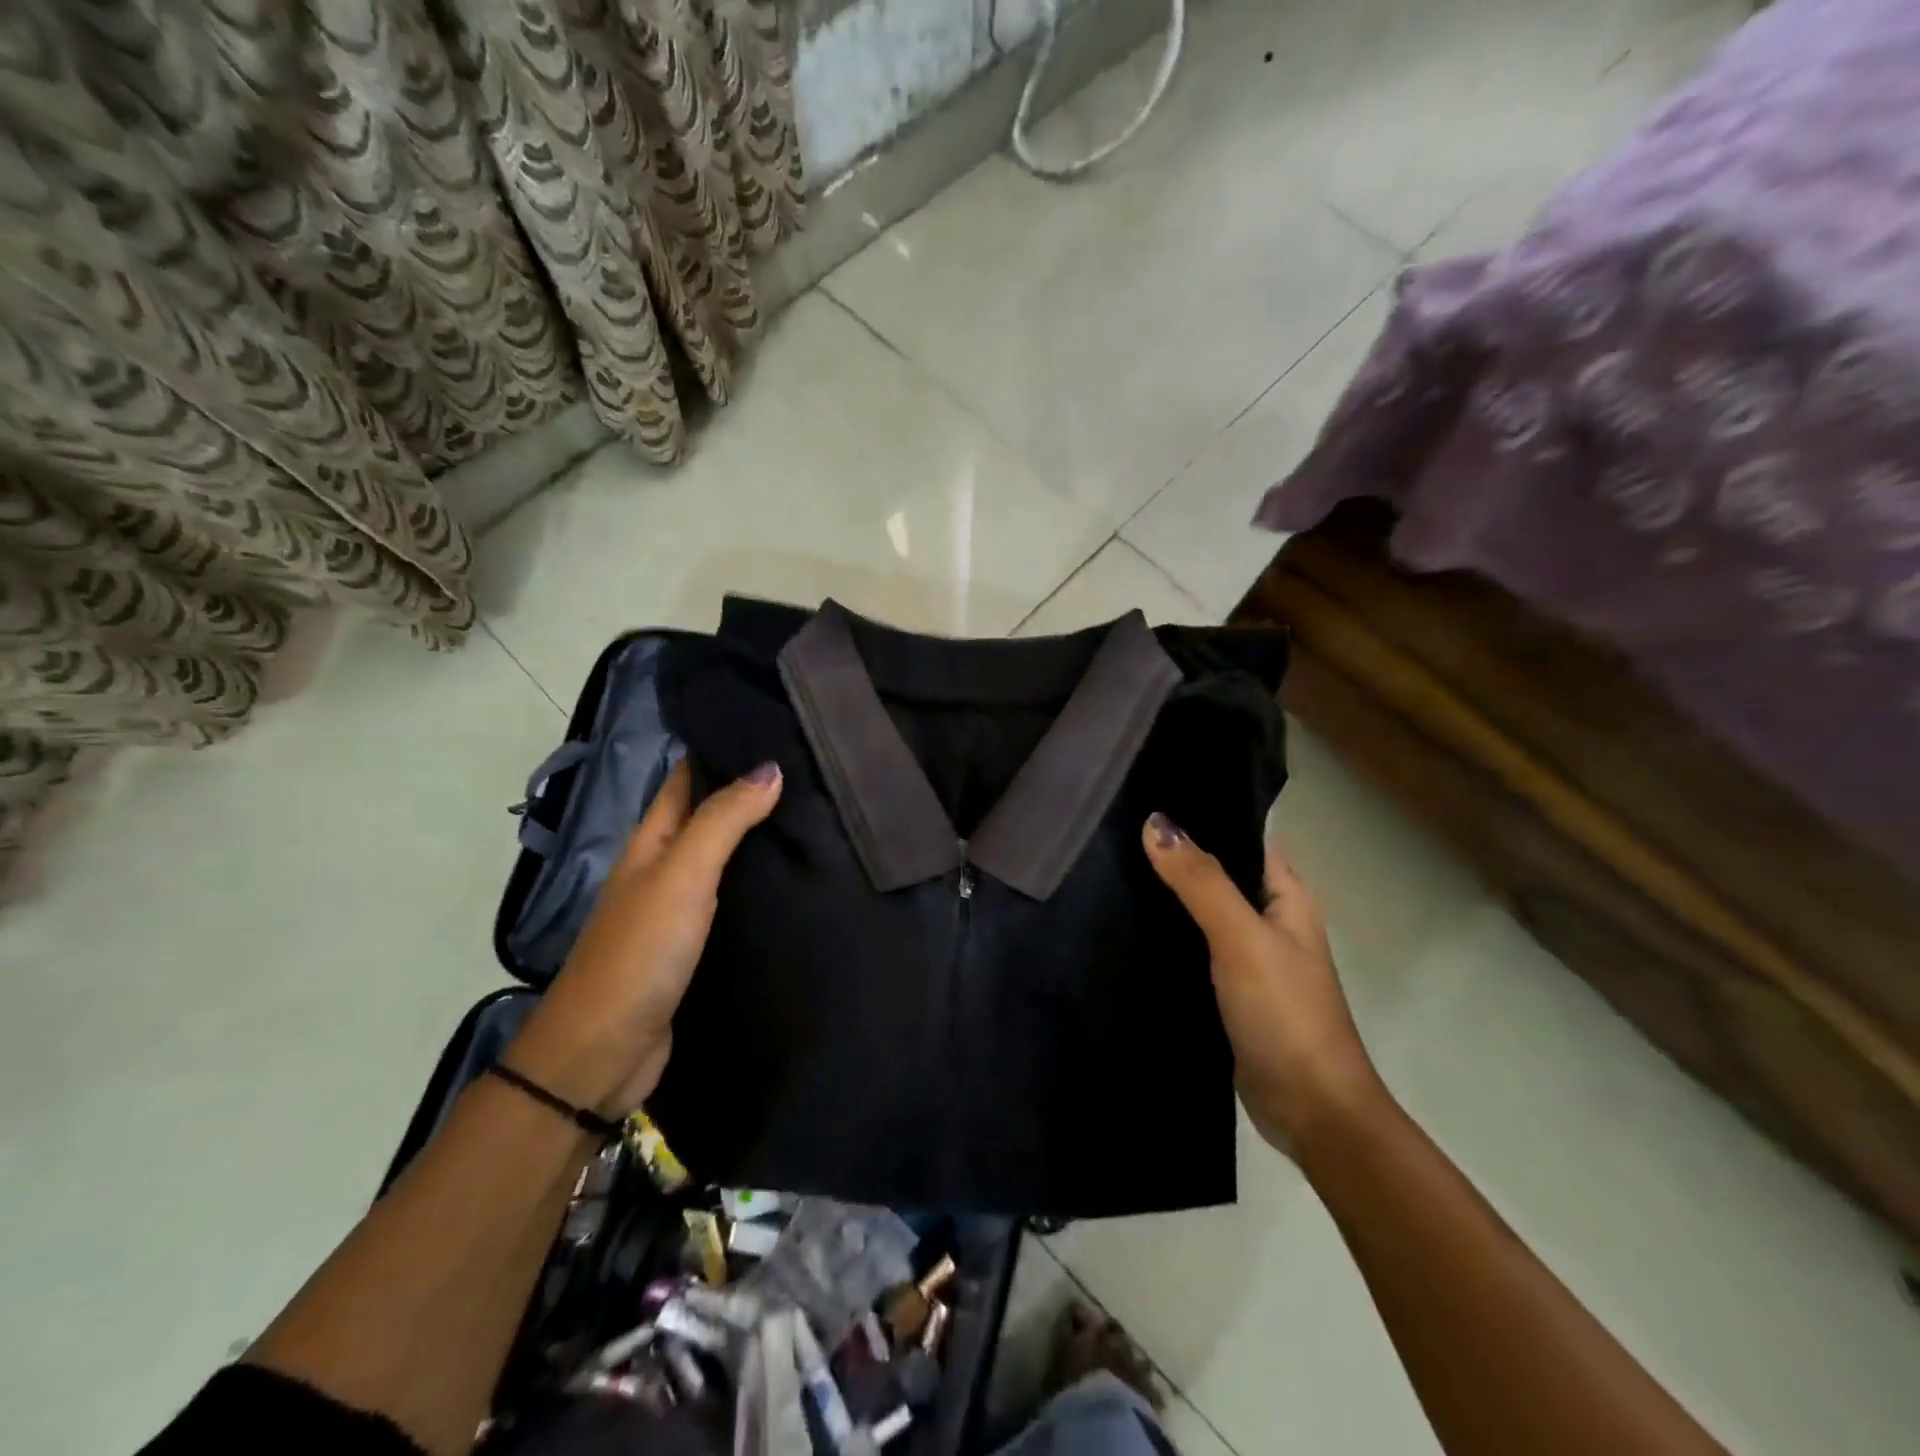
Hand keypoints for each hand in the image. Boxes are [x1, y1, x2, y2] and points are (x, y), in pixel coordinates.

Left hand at [506, 759, 781, 1118]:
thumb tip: (770, 766)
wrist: (605, 1052)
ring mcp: (678, 909)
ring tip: (815, 817)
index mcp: (651, 842)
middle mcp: (663, 868)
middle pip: (708, 816)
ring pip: (724, 859)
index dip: (719, 750)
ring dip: (758, 839)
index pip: (686, 778)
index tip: (771, 727)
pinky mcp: (695, 946)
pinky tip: (794, 881)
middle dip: (749, 791)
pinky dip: (759, 885)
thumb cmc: (640, 952)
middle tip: (811, 771)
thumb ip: (723, 821)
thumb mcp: (682, 875)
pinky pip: (733, 901)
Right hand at [1142, 813, 1384, 1151]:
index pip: (1240, 837)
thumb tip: (1155, 822)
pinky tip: (1124, 925)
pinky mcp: (1226, 989)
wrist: (1310, 1111)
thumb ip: (1200, 881)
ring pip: (1199, 912)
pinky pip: (1191, 948)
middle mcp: (1267, 918)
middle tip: (1112, 833)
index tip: (1144, 797)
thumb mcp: (1241, 939)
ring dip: (1166, 897)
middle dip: (1173, 855)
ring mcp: (1246, 956)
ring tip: (1108, 869)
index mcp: (1285, 895)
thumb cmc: (1286, 1014)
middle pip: (1215, 872)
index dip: (1200, 816)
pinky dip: (1165, 936)